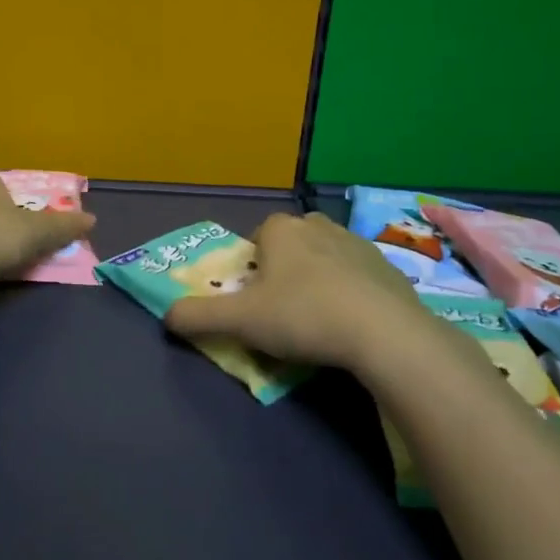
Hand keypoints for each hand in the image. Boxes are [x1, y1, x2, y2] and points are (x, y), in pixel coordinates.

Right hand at [165, 212, 456, 376]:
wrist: (384, 333)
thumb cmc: (302, 315)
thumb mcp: (239, 321)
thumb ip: (198, 316)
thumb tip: (167, 316)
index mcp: (282, 230)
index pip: (259, 234)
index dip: (253, 263)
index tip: (253, 294)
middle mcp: (320, 227)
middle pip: (294, 241)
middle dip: (287, 265)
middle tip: (283, 305)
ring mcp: (360, 245)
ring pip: (328, 255)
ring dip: (320, 277)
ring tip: (318, 317)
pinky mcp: (392, 269)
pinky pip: (361, 276)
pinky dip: (352, 292)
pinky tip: (352, 324)